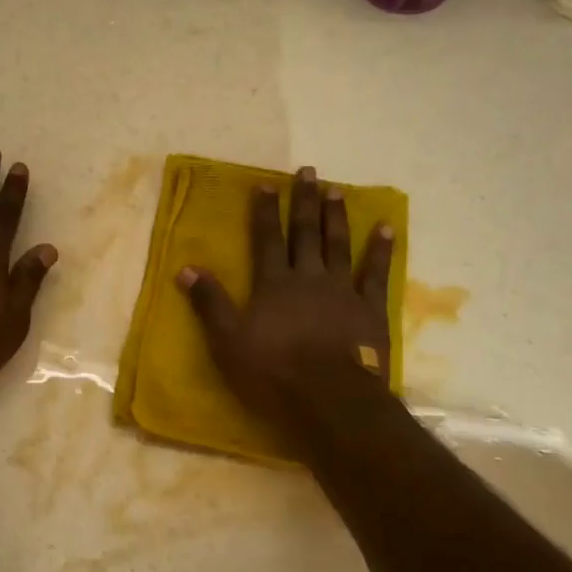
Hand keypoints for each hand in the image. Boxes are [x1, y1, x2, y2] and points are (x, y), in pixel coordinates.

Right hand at [177, 166, 395, 435]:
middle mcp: (309, 277)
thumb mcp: (228, 341)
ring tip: (336, 189)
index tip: (266, 184)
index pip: (266, 239)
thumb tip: (186, 267)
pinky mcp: (370, 309)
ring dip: (336, 216)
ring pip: (338, 245)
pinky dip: (380, 249)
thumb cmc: (273, 373)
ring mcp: (343, 290)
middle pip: (305, 233)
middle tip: (308, 171)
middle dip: (304, 201)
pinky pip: (376, 273)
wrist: (330, 400)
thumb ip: (209, 302)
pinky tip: (385, 227)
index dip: (264, 211)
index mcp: (274, 284)